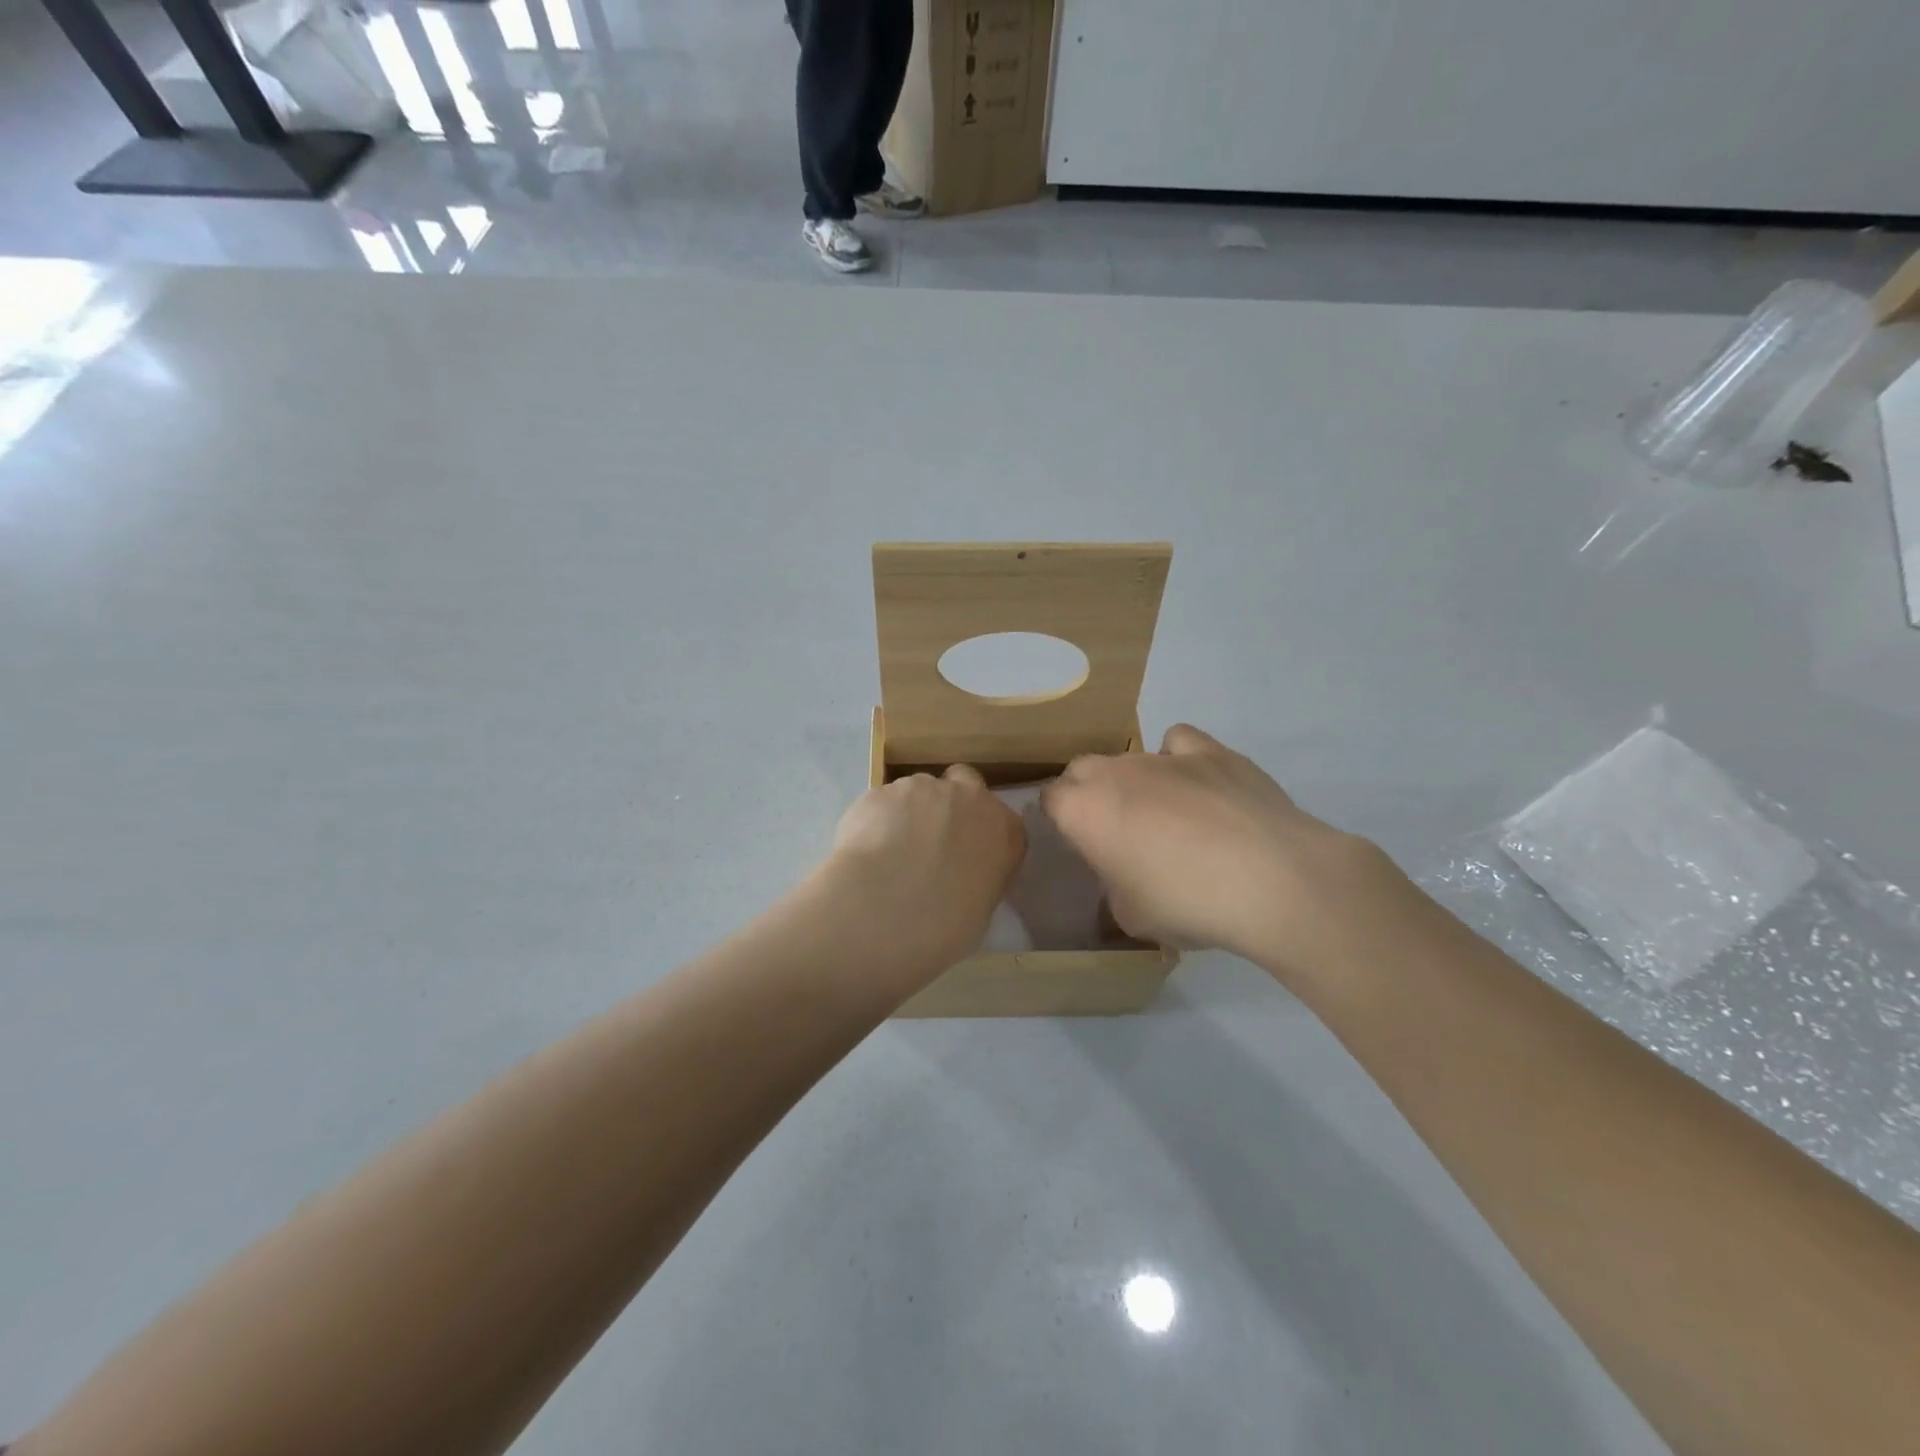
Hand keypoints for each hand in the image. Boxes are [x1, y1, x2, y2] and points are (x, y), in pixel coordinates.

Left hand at [823, 765, 1025, 979]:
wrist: (883, 909)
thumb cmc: (943, 925)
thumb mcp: (979, 913)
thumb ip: (976, 882)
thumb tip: (959, 880)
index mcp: (1004, 831)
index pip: (1003, 823)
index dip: (982, 835)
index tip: (968, 857)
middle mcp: (968, 797)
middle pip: (964, 784)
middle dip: (950, 804)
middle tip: (931, 841)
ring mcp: (921, 788)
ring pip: (918, 790)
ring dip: (910, 812)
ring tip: (888, 852)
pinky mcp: (880, 791)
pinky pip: (882, 802)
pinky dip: (876, 820)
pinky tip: (864, 852)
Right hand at [1041, 724, 1405, 976]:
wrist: (1271, 880)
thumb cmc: (1187, 903)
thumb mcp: (1130, 915)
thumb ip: (1113, 884)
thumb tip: (1123, 871)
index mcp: (1083, 810)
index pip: (1050, 800)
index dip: (1062, 822)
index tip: (1082, 846)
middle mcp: (1115, 772)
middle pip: (1083, 770)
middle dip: (1090, 794)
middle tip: (1117, 832)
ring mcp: (1164, 756)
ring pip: (1131, 757)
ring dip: (1135, 781)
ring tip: (1168, 816)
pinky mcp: (1212, 751)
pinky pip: (1179, 743)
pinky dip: (1181, 759)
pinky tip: (1200, 787)